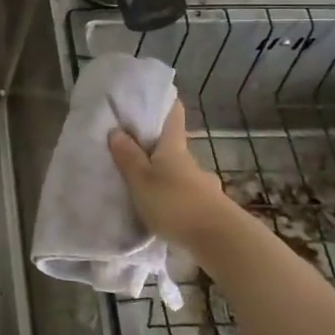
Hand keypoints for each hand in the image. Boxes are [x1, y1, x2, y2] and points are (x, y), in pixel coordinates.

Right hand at [107, 99, 234, 251]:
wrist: (219, 240)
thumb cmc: (175, 203)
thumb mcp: (141, 180)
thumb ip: (128, 157)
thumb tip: (116, 130)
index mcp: (174, 149)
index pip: (174, 118)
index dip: (168, 104)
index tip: (162, 94)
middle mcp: (191, 163)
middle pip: (175, 148)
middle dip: (159, 148)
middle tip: (137, 150)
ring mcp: (204, 187)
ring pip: (182, 175)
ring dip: (167, 176)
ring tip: (147, 186)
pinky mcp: (209, 210)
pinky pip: (187, 197)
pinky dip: (176, 199)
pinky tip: (165, 211)